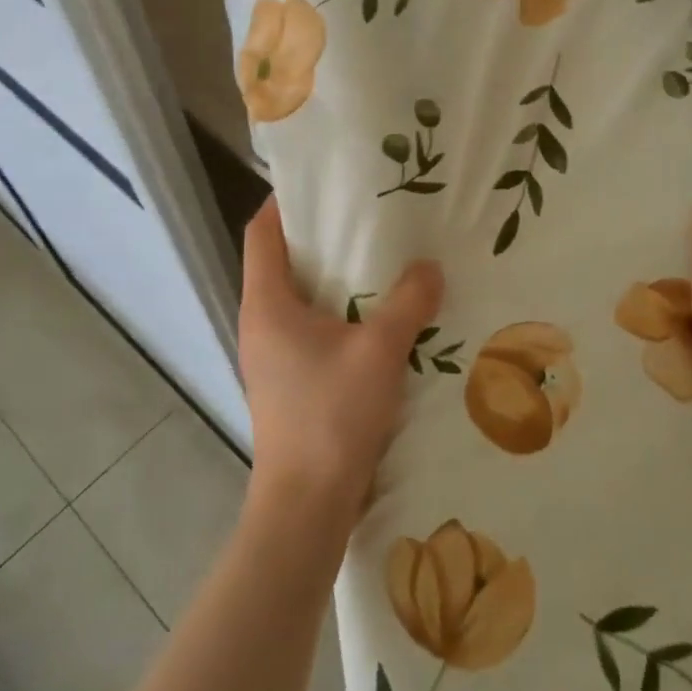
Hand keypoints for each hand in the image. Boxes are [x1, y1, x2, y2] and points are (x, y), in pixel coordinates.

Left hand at [237, 197, 443, 522]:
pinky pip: (315, 329)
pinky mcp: (292, 382)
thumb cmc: (331, 416)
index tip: (324, 183)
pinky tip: (383, 316)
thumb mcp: (379, 350)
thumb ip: (408, 302)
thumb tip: (430, 268)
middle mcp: (262, 323)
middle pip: (284, 261)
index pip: (261, 232)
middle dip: (323, 236)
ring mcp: (274, 356)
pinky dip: (343, 313)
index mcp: (267, 304)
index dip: (285, 202)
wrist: (307, 507)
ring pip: (302, 298)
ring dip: (337, 278)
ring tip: (384, 259)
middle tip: (370, 215)